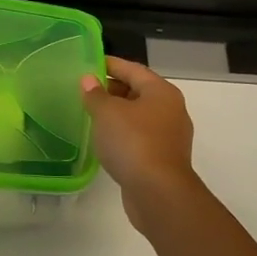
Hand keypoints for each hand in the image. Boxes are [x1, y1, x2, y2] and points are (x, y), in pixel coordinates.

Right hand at [80, 57, 202, 233]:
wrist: (158, 192)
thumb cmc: (133, 143)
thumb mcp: (107, 113)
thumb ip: (95, 94)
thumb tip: (88, 80)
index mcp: (161, 92)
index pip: (133, 69)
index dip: (110, 64)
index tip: (88, 63)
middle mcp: (171, 110)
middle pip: (138, 91)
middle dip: (112, 89)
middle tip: (85, 90)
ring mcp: (169, 136)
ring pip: (139, 116)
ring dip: (117, 114)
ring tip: (91, 115)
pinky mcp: (163, 158)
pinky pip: (140, 137)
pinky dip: (123, 134)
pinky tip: (105, 141)